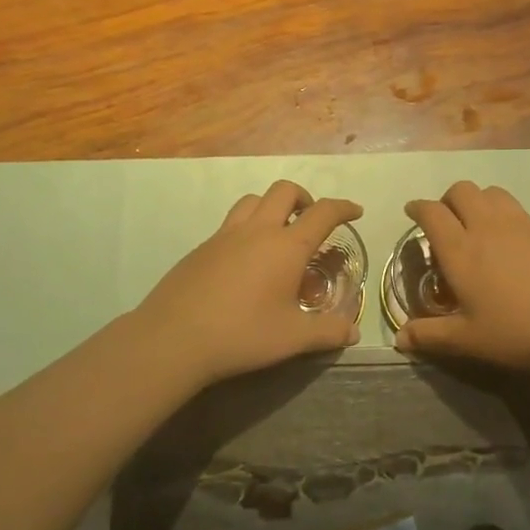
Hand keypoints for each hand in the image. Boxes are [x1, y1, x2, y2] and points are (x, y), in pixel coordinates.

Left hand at [136, 181, 363, 387]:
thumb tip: (353, 332)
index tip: (355, 211)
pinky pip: (230, 223)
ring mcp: (225, 236)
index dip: (343, 208)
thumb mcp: (293, 338)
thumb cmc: (242, 334)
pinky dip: (247, 227)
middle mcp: (257, 231)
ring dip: (272, 206)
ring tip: (278, 233)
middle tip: (311, 220)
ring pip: (253, 200)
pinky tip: (245, 260)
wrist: (174, 338)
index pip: (323, 213)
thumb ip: (328, 332)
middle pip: (284, 191)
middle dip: (304, 198)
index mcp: (286, 247)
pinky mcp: (202, 248)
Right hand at [394, 182, 529, 371]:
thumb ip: (431, 336)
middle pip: (462, 190)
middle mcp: (487, 226)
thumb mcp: (470, 340)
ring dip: (478, 201)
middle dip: (448, 199)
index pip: (432, 213)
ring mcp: (521, 224)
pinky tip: (512, 242)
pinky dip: (505, 214)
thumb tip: (399, 338)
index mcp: (460, 250)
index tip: (412, 211)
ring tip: (478, 225)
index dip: (418, 208)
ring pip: (492, 193)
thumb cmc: (521, 330)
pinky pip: (517, 208)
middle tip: (446, 221)